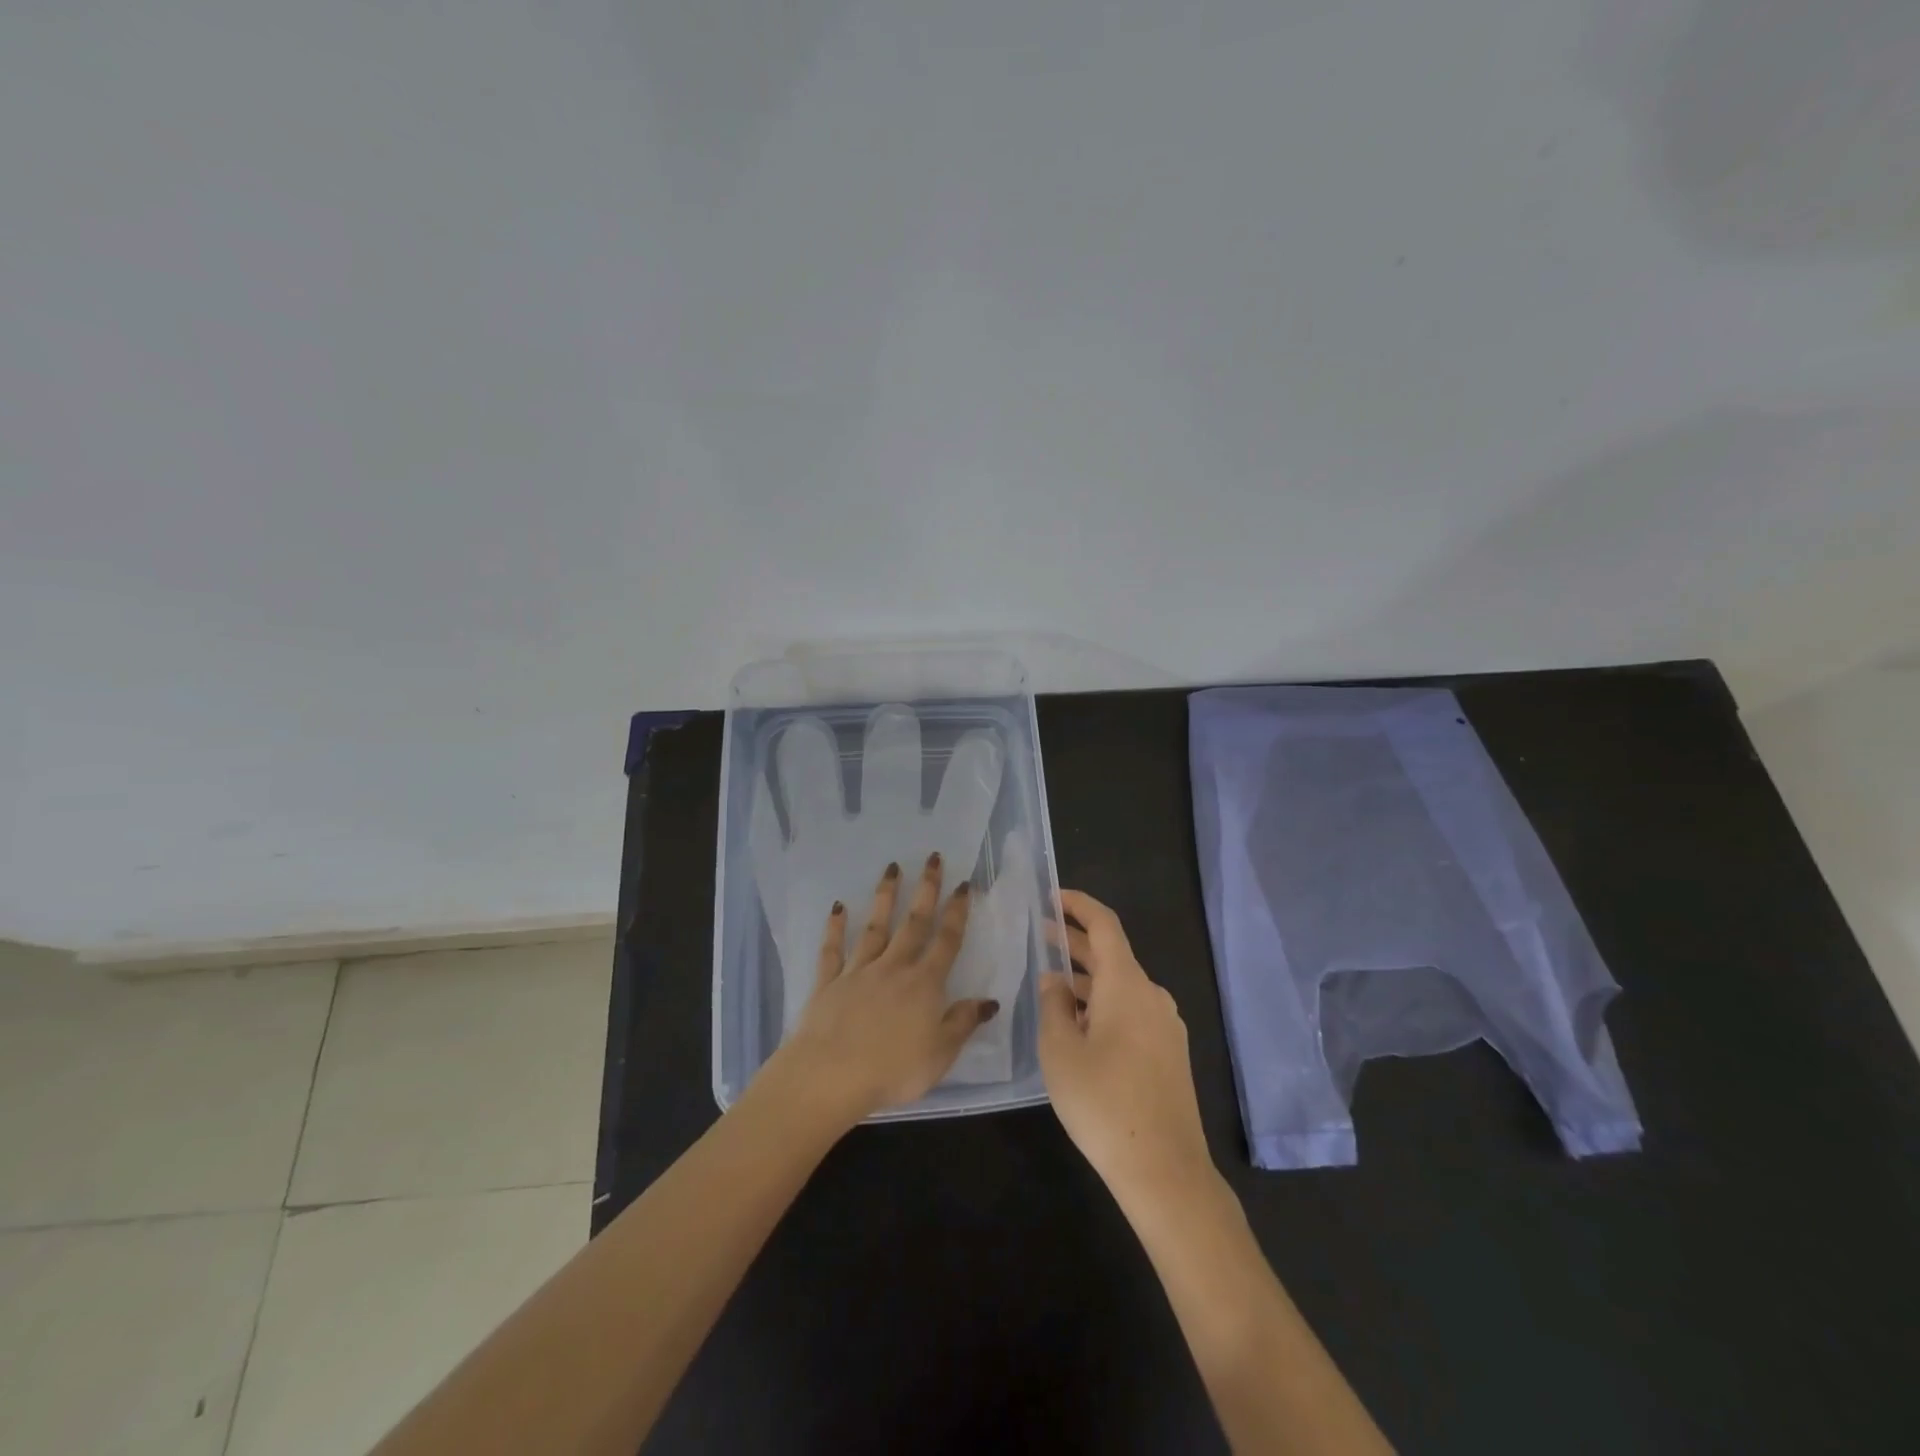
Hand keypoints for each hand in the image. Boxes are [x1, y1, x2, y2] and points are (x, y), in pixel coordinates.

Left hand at [766, 852, 999, 1127]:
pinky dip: (835, 928)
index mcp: (924, 984)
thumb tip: (989, 1000)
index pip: (946, 941)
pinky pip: (833, 950)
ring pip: (875, 928)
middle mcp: (893, 968)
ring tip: (891, 868)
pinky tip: (837, 907)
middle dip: (926, 889)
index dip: (957, 912)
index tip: (963, 884)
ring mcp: (859, 971)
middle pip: (913, 923)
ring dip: (884, 897)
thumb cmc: (892, 1070)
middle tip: (932, 858)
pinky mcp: (829, 982)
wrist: (830, 1075)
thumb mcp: (940, 1054)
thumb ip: (963, 1023)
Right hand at [1039, 890, 1215, 1210]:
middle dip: (1076, 942)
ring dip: (1088, 979)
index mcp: (1127, 984)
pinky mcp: (1170, 1053)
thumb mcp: (1060, 1050)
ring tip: (1053, 985)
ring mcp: (1166, 1025)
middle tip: (1041, 935)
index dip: (1078, 904)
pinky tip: (1081, 1027)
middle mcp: (1152, 995)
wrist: (1164, 1171)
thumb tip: (1054, 980)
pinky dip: (1104, 1005)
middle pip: (1112, 955)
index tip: (1052, 896)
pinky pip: (1133, 1012)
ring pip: (1121, 987)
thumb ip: (1053, 1005)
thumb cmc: (1103, 1102)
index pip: (1104, 925)